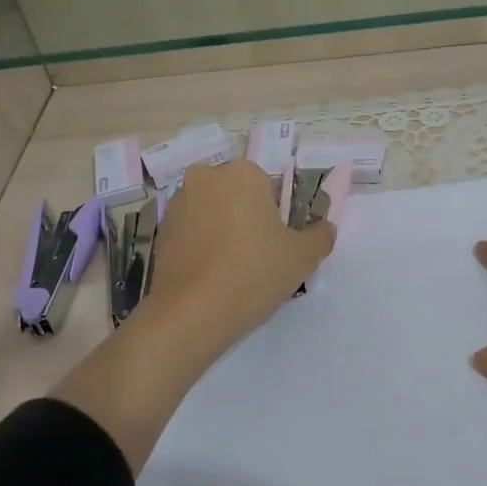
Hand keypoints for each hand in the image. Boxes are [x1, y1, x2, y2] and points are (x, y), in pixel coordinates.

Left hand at [144, 159, 335, 354]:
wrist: (191, 313)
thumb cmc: (253, 273)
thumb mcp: (302, 257)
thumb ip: (321, 236)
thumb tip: (326, 228)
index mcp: (242, 173)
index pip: (269, 187)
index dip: (278, 217)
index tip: (279, 245)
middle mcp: (205, 178)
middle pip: (238, 197)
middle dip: (248, 220)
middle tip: (260, 258)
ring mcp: (177, 204)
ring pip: (213, 214)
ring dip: (224, 232)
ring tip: (234, 271)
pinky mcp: (160, 232)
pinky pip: (192, 233)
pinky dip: (202, 248)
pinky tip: (211, 278)